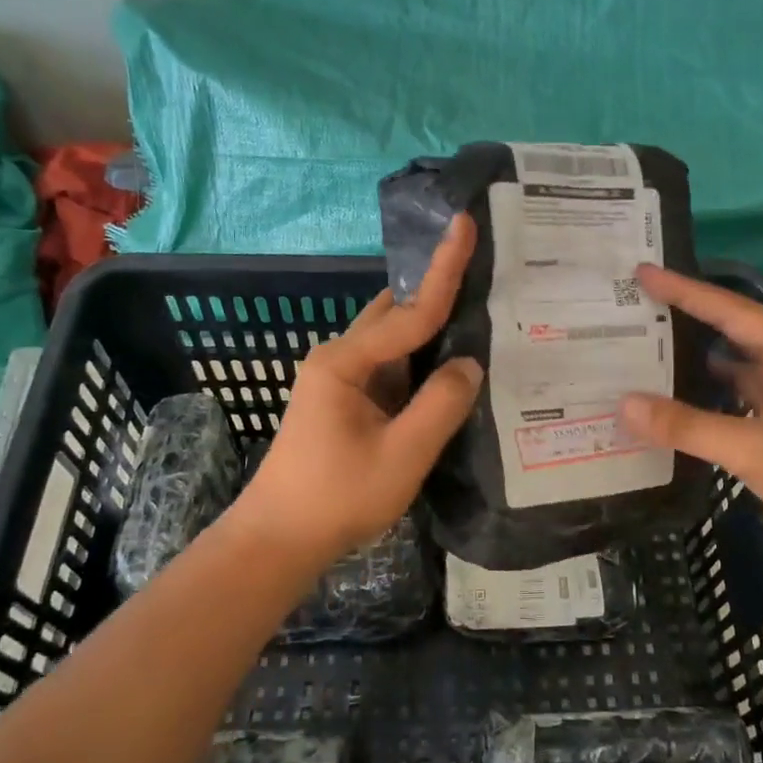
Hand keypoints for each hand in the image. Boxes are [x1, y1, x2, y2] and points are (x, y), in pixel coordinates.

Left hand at [231, 215, 482, 569]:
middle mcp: (340, 358)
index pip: (410, 311)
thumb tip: (469, 363)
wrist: (279, 540)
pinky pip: (392, 366)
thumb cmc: (336, 497)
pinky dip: (422, 358)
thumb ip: (441, 404)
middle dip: (437, 287)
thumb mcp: (402, 454)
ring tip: (479, 305)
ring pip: (395, 340)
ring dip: (431, 324)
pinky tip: (452, 360)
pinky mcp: (348, 400)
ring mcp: (341, 379)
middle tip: (484, 264)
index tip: (464, 223)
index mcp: (346, 361)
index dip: (445, 269)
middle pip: (398, 312)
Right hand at [618, 265, 762, 563]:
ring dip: (699, 355)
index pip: (729, 309)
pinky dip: (713, 390)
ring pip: (738, 362)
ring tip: (652, 346)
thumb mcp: (752, 449)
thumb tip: (623, 405)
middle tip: (642, 304)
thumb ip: (687, 426)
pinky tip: (683, 396)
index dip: (683, 290)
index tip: (643, 273)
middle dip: (689, 315)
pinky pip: (743, 392)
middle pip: (733, 328)